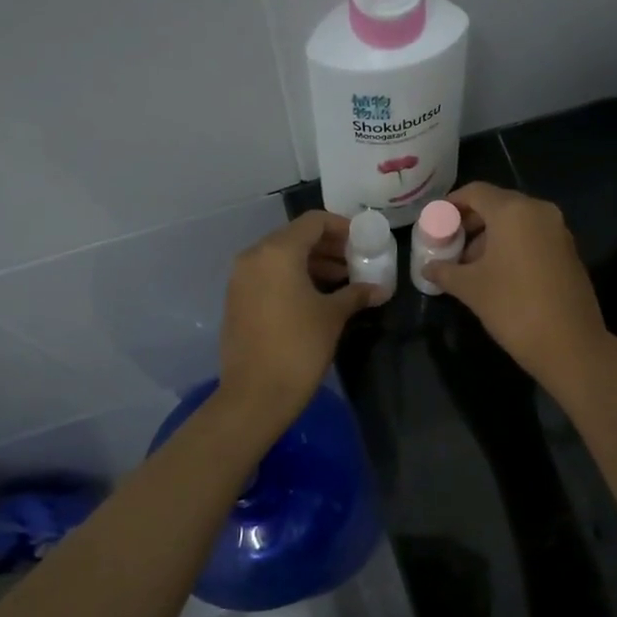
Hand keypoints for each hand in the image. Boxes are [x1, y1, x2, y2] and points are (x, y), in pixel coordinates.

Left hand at [218, 211, 380, 428]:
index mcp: (277, 252)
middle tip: (356, 261)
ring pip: (281, 257)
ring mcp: (241, 278)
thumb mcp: (333, 316)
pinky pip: (269, 275)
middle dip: (328, 247)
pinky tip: (317, 297)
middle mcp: (254, 256)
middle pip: (296, 237)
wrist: (256, 394)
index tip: (362, 241)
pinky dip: (293, 277)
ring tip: (343, 281)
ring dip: (312, 263)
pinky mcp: (237, 299)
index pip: (313, 222)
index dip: (341, 227)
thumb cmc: (299, 347)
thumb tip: (380, 289)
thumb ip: (356, 294)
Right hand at [421, 182, 613, 389]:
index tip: (435, 221)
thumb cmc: (513, 307)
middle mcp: (539, 211)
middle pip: (497, 204)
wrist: (569, 344)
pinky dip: (512, 246)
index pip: (475, 192)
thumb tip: (428, 268)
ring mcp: (558, 231)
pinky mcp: (568, 251)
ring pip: (516, 222)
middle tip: (449, 244)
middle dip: (470, 222)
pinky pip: (532, 237)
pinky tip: (497, 273)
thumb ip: (445, 271)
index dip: (451, 203)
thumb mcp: (471, 288)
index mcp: (513, 211)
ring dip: (490, 237)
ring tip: (469, 265)